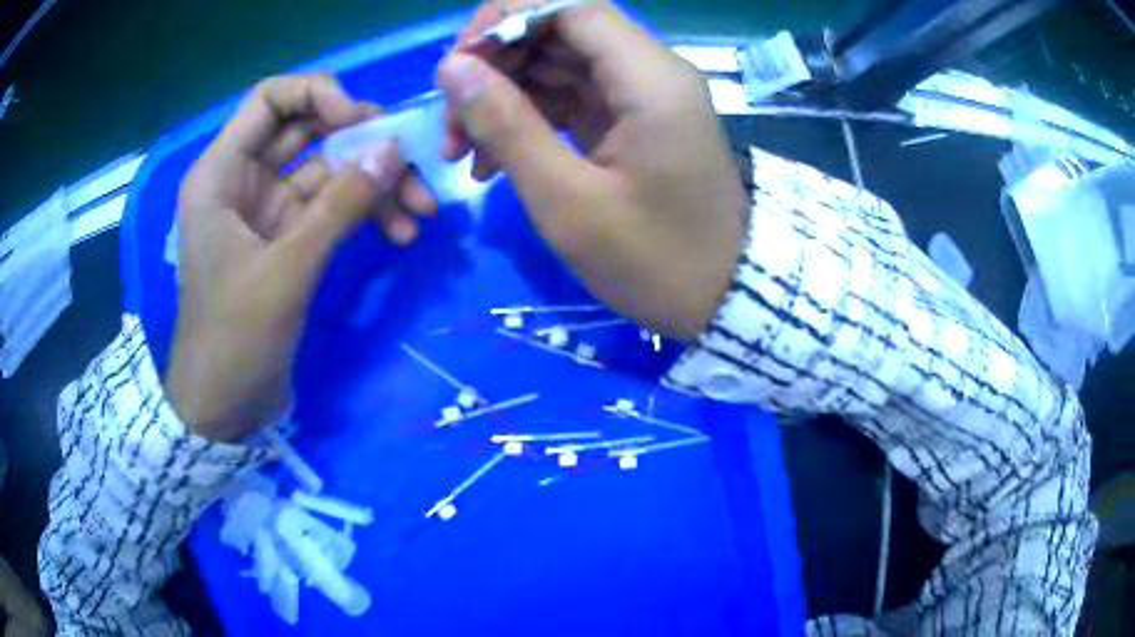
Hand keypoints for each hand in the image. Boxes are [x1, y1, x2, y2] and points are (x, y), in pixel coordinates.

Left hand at [166, 75, 436, 440]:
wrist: (224, 408)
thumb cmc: (234, 337)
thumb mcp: (287, 268)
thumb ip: (340, 205)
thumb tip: (395, 150)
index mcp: (221, 172)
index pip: (271, 99)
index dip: (319, 96)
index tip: (362, 125)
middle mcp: (244, 180)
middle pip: (310, 132)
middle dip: (363, 144)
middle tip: (412, 165)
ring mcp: (268, 210)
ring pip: (329, 172)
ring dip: (375, 185)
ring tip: (421, 213)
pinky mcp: (287, 240)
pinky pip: (332, 209)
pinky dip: (364, 215)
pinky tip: (400, 234)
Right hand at [437, 0, 747, 340]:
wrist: (721, 297)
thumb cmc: (653, 261)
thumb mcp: (568, 201)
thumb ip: (506, 125)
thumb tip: (453, 68)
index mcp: (648, 77)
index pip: (570, 5)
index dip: (505, 19)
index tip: (457, 66)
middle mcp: (650, 70)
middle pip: (559, 29)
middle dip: (496, 65)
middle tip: (452, 124)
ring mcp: (642, 94)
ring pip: (557, 63)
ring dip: (504, 96)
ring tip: (462, 152)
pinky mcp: (632, 118)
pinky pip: (570, 96)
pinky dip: (528, 118)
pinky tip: (493, 161)